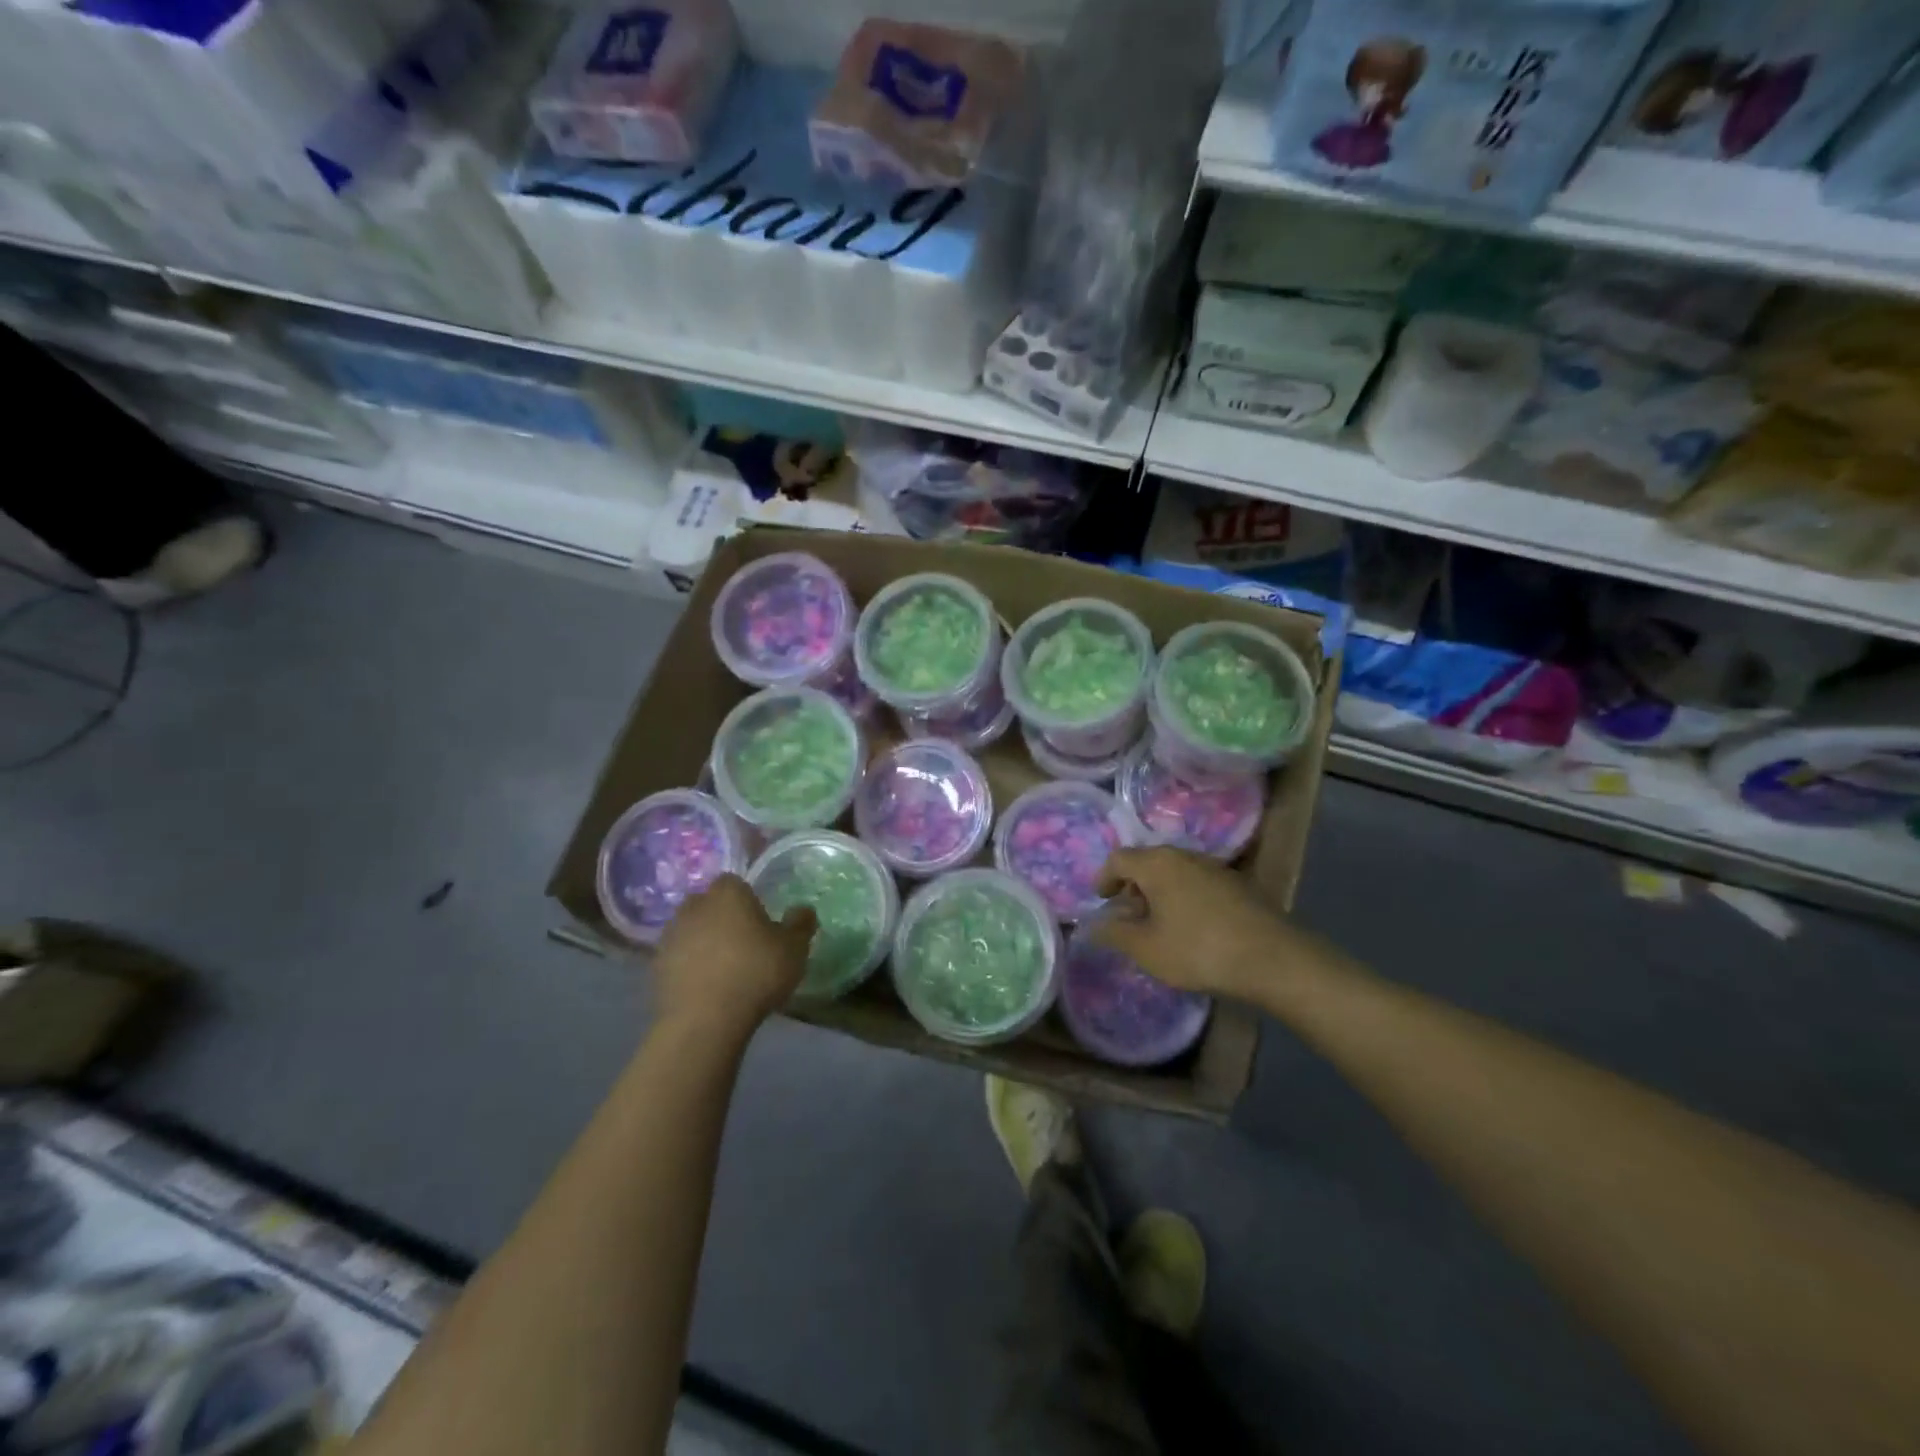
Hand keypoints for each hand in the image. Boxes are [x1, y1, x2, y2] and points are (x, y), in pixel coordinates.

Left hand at [654, 875, 815, 1038]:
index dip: (748, 899)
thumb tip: (803, 909)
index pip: (736, 883)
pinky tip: (705, 987)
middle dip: (722, 918)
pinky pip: (678, 958)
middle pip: (710, 904)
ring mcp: (670, 935)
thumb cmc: (755, 973)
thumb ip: (800, 924)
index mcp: (728, 893)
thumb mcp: (795, 949)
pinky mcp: (655, 966)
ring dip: (703, 942)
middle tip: (742, 943)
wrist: (704, 1020)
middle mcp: (695, 905)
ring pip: (691, 930)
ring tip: (723, 968)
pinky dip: (689, 966)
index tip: (760, 922)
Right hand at [1091, 847, 1295, 1002]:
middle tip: (1128, 915)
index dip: (1104, 878)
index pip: (1119, 859)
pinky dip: (1183, 897)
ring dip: (1159, 892)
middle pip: (1147, 862)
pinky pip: (1197, 882)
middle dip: (1132, 886)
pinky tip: (1191, 927)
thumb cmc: (1199, 949)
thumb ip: (1116, 933)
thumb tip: (1096, 925)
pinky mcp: (1237, 883)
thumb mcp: (1147, 949)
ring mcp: (1214, 867)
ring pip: (1174, 872)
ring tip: (1158, 924)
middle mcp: (1184, 855)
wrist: (1273, 958)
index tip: (1101, 901)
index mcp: (1157, 863)